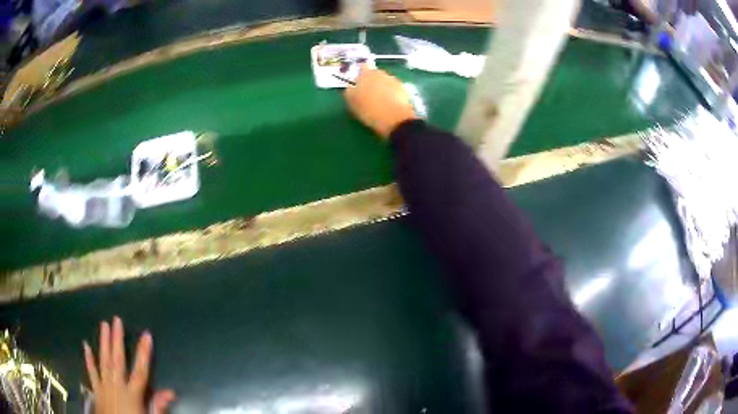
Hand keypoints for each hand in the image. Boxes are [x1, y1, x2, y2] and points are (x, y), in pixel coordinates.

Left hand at [83, 317, 174, 413]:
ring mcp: (104, 386)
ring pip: (103, 361)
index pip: (140, 371)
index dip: (144, 353)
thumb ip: (158, 406)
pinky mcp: (96, 389)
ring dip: (103, 343)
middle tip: (116, 320)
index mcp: (132, 395)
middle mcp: (117, 386)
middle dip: (117, 340)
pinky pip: (91, 372)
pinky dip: (88, 359)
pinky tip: (85, 345)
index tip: (146, 335)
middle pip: (117, 360)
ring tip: (103, 325)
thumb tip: (171, 392)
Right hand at [344, 68, 417, 138]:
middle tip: (369, 94)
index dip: (361, 74)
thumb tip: (352, 87)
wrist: (394, 119)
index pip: (363, 67)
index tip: (360, 83)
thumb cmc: (369, 110)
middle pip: (375, 74)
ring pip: (385, 81)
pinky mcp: (404, 89)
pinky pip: (394, 89)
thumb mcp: (352, 102)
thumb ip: (350, 91)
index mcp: (366, 74)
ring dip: (383, 87)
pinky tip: (390, 104)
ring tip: (380, 101)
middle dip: (372, 81)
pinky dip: (392, 94)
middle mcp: (381, 73)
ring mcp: (394, 80)